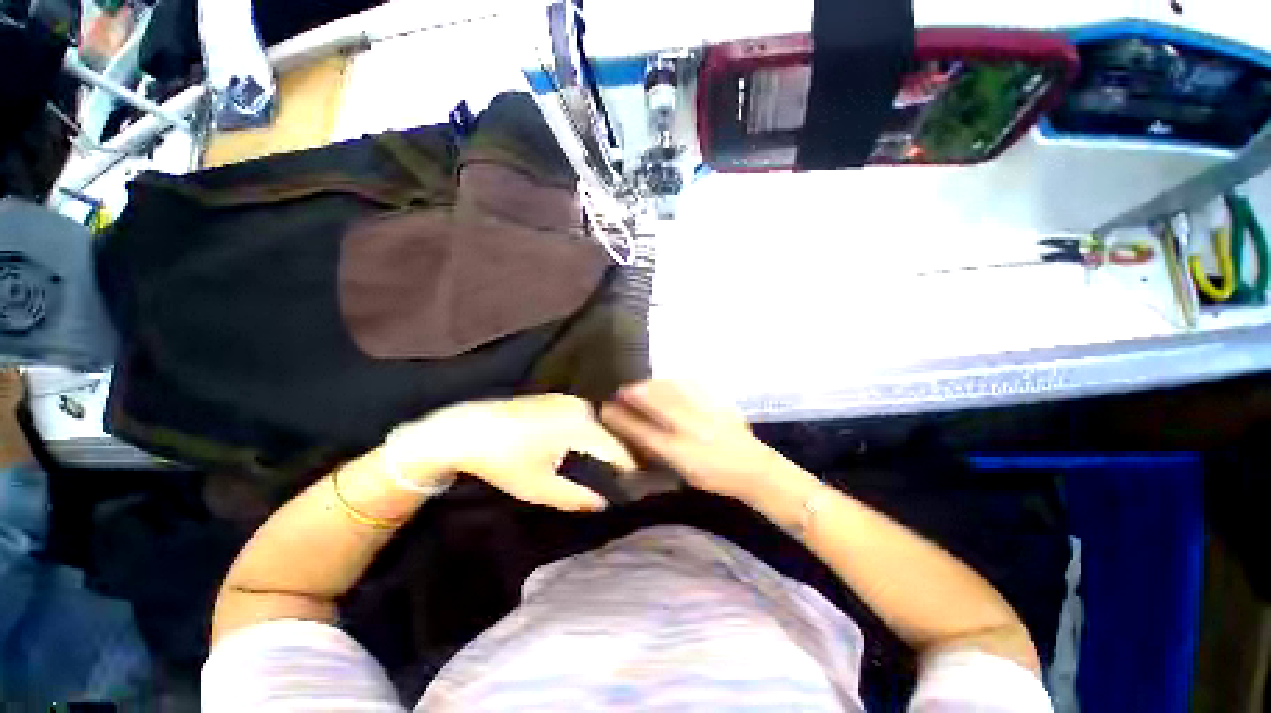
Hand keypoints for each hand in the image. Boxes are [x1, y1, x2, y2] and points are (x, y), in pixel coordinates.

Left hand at [384, 394, 636, 511]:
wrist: (466, 429)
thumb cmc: (504, 460)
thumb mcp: (540, 486)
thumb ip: (575, 497)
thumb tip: (603, 504)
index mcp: (580, 425)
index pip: (615, 447)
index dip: (627, 465)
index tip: (637, 481)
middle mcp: (579, 407)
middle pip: (608, 432)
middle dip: (618, 452)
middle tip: (626, 475)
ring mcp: (566, 399)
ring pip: (596, 422)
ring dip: (604, 441)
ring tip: (611, 462)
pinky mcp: (555, 398)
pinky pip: (583, 415)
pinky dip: (590, 430)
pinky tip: (588, 444)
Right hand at [600, 380, 784, 502]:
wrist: (754, 469)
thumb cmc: (715, 477)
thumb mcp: (684, 473)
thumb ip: (661, 454)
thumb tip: (639, 437)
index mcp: (680, 452)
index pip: (643, 432)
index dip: (621, 419)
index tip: (606, 409)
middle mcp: (690, 429)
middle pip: (657, 404)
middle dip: (635, 394)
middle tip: (620, 389)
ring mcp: (706, 413)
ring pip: (674, 391)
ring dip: (653, 384)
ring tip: (641, 383)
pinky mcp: (718, 403)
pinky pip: (694, 386)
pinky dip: (677, 381)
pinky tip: (669, 380)